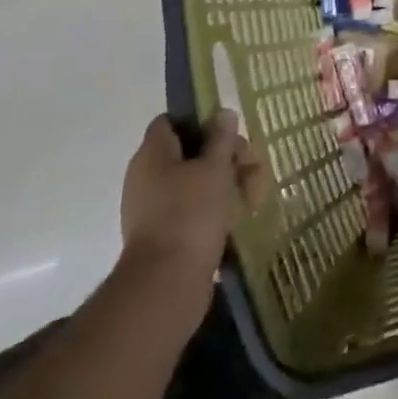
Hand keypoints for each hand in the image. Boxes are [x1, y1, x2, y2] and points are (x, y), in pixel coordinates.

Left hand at [120, 112, 264, 280]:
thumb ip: (221, 139)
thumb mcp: (214, 168)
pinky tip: (236, 218)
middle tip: (251, 168)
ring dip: (223, 184)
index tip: (228, 133)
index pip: (171, 121)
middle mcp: (145, 177)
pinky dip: (212, 209)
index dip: (200, 120)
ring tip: (252, 196)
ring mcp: (151, 208)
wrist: (166, 285)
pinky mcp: (162, 235)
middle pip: (188, 152)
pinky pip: (189, 210)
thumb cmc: (190, 215)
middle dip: (223, 156)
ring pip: (192, 182)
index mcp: (152, 154)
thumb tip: (223, 113)